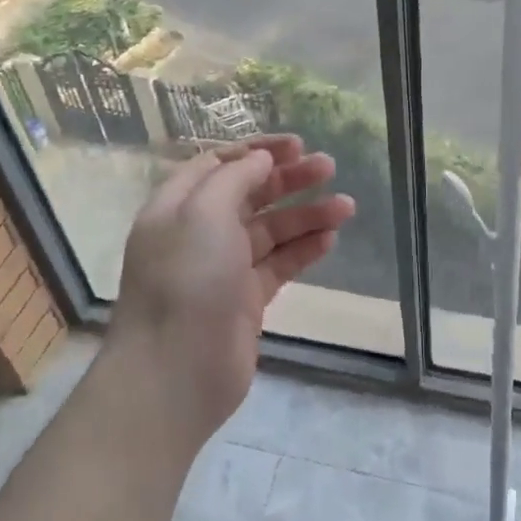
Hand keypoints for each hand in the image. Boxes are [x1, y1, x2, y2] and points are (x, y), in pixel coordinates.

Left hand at [104, 135, 354, 449]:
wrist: (174, 374)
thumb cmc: (186, 281)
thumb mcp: (204, 213)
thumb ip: (234, 178)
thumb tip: (260, 159)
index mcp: (178, 206)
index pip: (219, 164)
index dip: (257, 151)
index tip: (297, 146)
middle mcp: (198, 233)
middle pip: (250, 194)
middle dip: (289, 179)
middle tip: (330, 167)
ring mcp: (223, 268)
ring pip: (270, 230)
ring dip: (306, 215)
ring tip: (346, 207)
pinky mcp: (245, 301)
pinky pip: (278, 265)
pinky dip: (302, 249)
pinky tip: (330, 239)